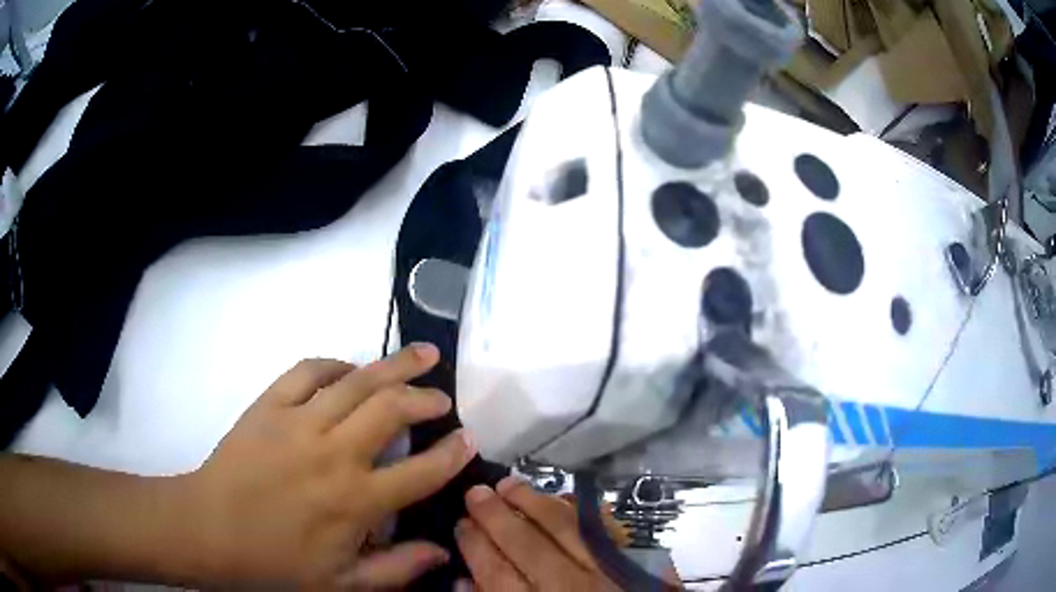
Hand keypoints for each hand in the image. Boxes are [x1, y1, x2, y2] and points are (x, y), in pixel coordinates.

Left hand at [181, 343, 475, 588]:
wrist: (209, 529)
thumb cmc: (275, 563)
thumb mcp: (341, 584)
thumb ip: (396, 570)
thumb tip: (442, 551)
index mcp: (355, 501)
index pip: (421, 472)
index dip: (452, 454)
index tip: (469, 440)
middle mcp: (334, 454)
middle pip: (391, 410)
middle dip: (425, 398)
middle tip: (441, 396)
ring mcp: (299, 422)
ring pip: (357, 382)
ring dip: (393, 366)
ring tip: (420, 354)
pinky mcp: (269, 404)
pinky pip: (308, 371)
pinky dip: (334, 364)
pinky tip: (349, 368)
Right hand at [454, 478, 619, 590]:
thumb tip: (463, 580)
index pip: (496, 572)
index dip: (475, 545)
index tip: (461, 522)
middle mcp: (568, 588)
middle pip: (525, 544)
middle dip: (495, 515)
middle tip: (475, 492)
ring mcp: (606, 572)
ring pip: (565, 528)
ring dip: (534, 502)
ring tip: (509, 484)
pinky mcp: (634, 563)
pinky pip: (603, 529)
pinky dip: (579, 512)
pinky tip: (560, 500)